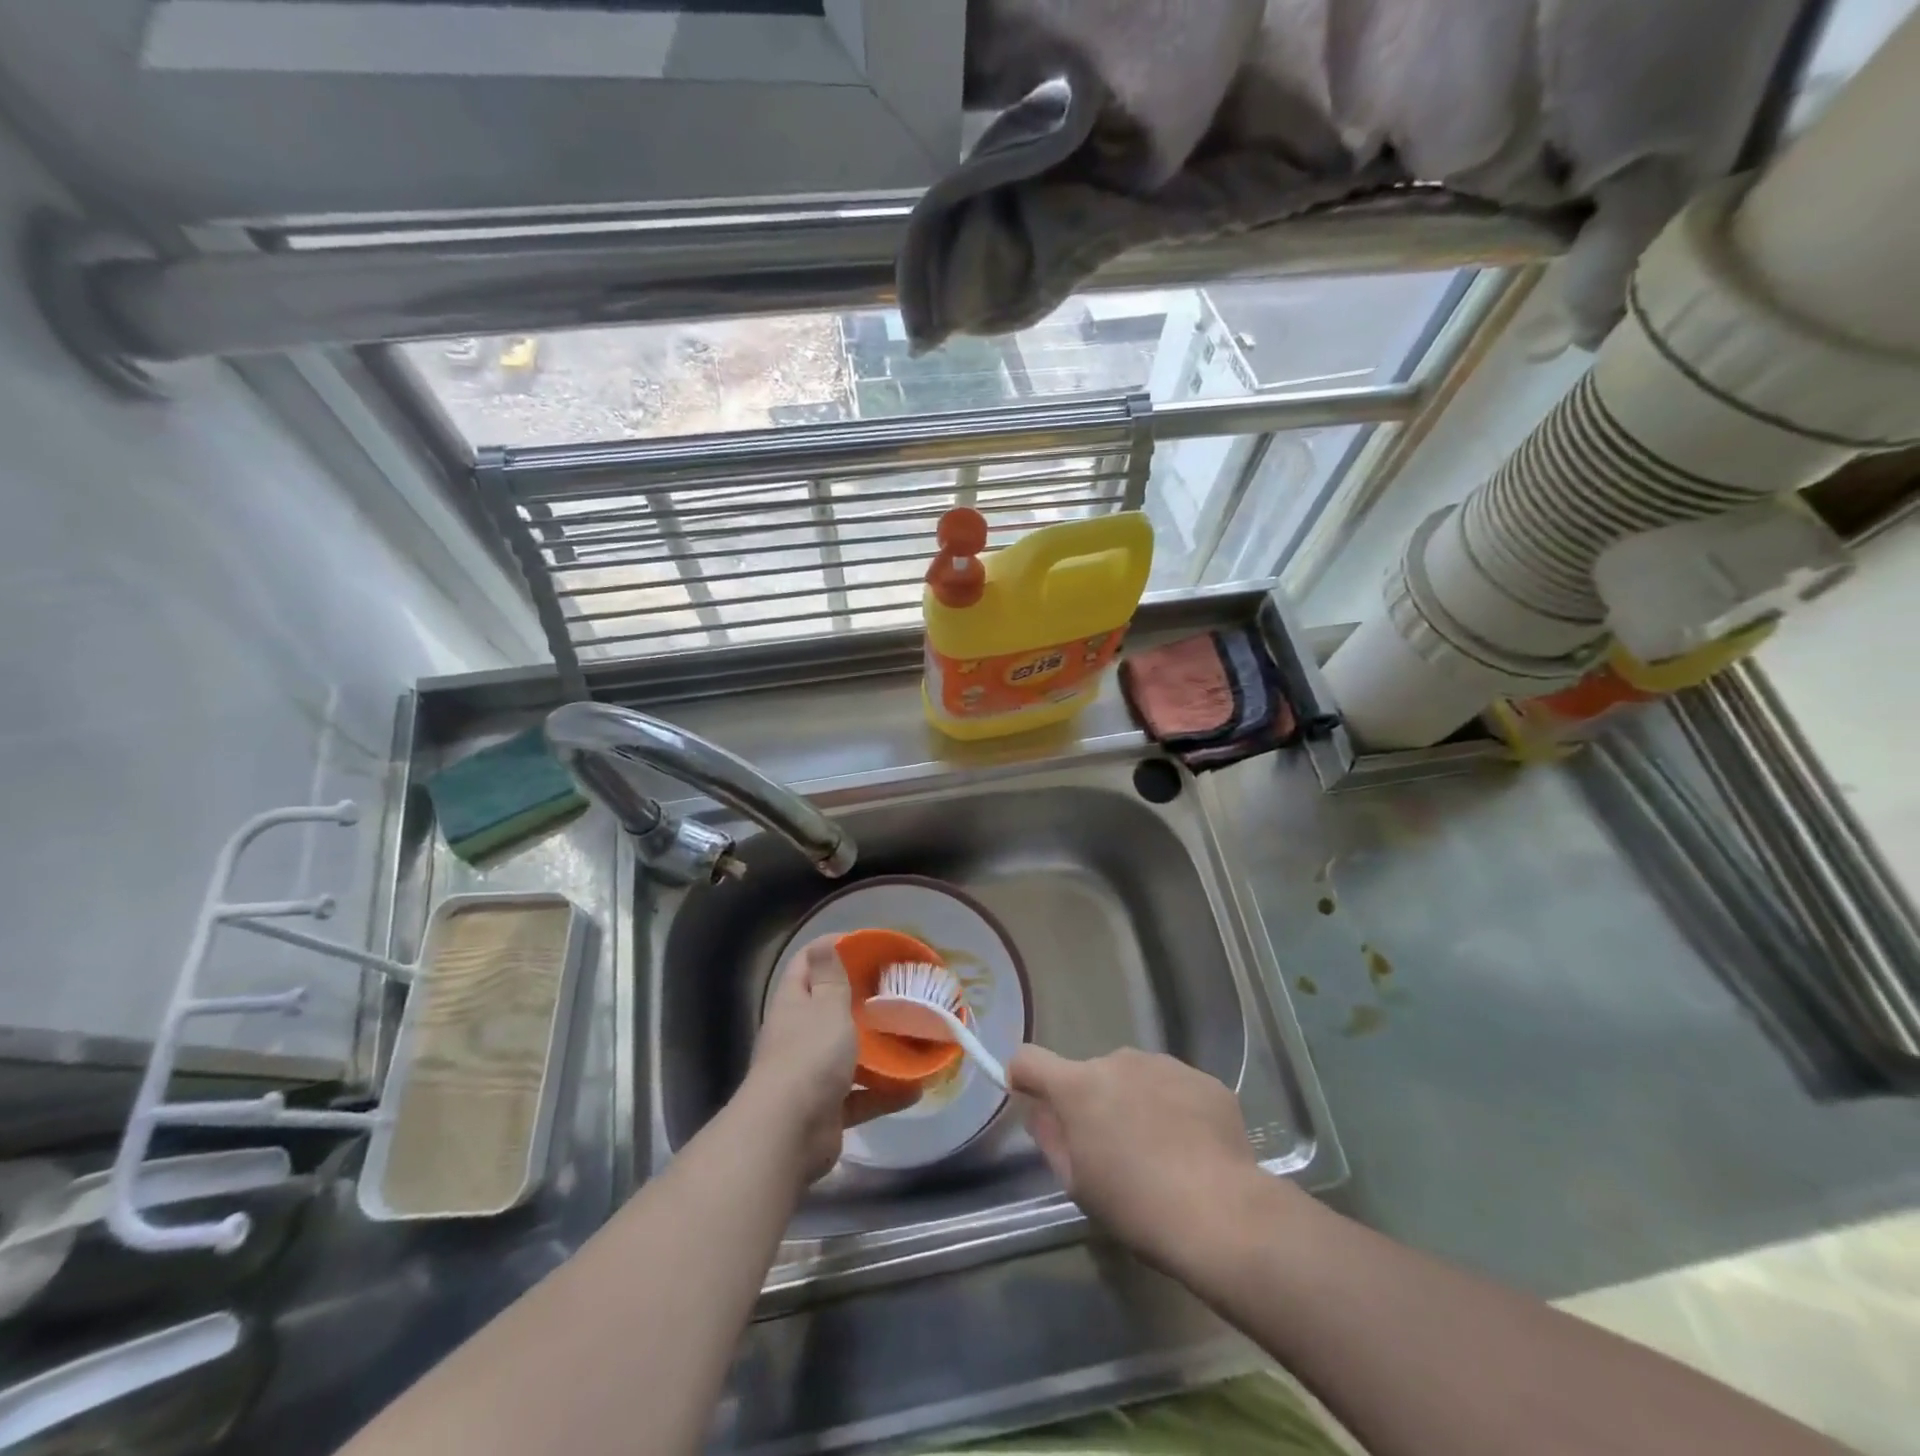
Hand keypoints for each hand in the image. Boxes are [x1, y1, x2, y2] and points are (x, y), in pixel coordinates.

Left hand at [746, 937, 918, 1183]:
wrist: (788, 1135)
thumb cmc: (809, 1057)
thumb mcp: (826, 1007)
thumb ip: (830, 977)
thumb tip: (824, 942)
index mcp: (793, 1004)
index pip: (806, 963)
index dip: (831, 948)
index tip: (866, 945)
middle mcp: (798, 1035)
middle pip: (829, 1008)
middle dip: (861, 1000)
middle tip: (898, 990)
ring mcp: (811, 1075)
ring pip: (848, 1054)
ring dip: (877, 1049)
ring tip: (912, 1036)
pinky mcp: (827, 1110)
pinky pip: (861, 1095)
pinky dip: (885, 1092)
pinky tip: (915, 1088)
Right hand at [1011, 1046, 1279, 1273]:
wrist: (1222, 1213)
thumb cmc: (1135, 1205)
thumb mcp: (1077, 1183)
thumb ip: (1051, 1137)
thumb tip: (1040, 1110)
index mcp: (1079, 1085)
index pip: (1030, 1059)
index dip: (1024, 1076)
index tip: (1030, 1098)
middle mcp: (1119, 1060)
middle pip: (1092, 1074)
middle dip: (1095, 1101)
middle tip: (1113, 1150)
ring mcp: (1165, 1064)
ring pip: (1137, 1078)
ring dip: (1136, 1102)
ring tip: (1160, 1152)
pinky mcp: (1205, 1079)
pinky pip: (1176, 1088)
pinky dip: (1176, 1109)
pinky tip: (1193, 1149)